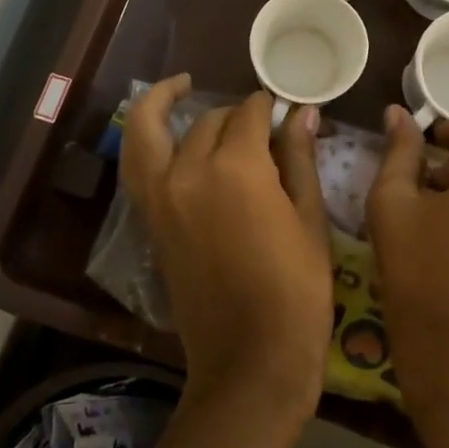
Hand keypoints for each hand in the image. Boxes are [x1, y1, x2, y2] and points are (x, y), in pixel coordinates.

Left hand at [120, 78, 332, 419]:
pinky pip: (139, 165)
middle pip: (208, 121)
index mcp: (236, 168)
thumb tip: (300, 113)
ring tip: (179, 86)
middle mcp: (189, 172)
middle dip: (234, 113)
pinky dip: (146, 140)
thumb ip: (299, 158)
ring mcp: (161, 197)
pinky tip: (166, 135)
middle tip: (258, 120)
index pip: (249, 114)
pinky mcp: (150, 221)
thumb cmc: (296, 292)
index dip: (269, 107)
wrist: (250, 361)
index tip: (284, 108)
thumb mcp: (309, 220)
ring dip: (162, 104)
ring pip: (150, 131)